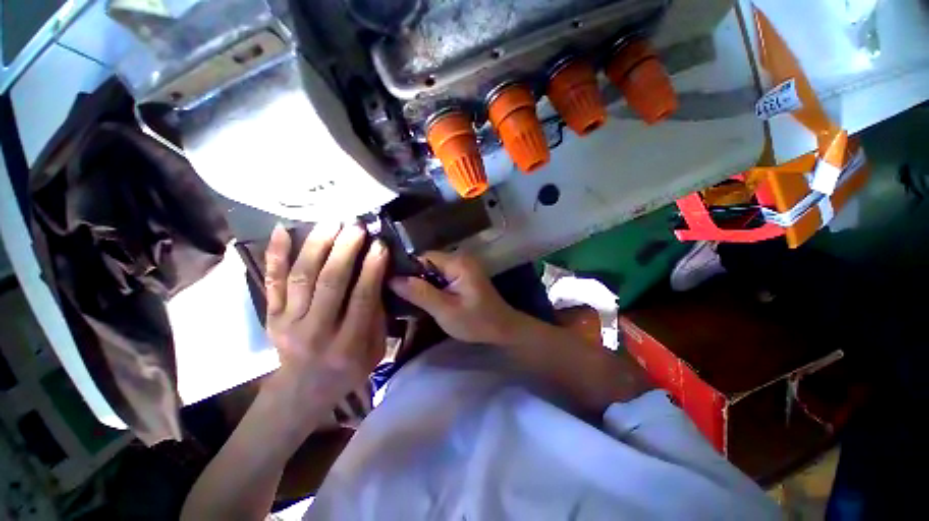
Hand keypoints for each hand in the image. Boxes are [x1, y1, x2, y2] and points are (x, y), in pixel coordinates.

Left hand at [263, 222, 387, 420]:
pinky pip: (271, 281)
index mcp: (348, 344)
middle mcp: (316, 331)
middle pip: (330, 283)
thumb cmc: (348, 369)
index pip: (362, 298)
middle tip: (355, 226)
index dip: (372, 269)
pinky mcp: (270, 316)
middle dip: (345, 250)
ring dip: (317, 245)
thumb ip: (379, 315)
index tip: (379, 244)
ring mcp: (288, 322)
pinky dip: (276, 255)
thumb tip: (379, 275)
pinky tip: (282, 230)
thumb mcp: (376, 349)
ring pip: (301, 277)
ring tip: (331, 222)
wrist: (302, 391)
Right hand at [389, 251, 525, 344]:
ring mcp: (462, 266)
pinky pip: (440, 275)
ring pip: (432, 269)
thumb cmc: (476, 321)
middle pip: (427, 262)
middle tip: (395, 294)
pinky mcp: (462, 275)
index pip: (422, 256)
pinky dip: (430, 285)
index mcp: (457, 262)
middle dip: (412, 277)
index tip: (390, 284)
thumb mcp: (446, 310)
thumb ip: (420, 293)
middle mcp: (460, 258)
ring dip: (420, 282)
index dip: (406, 269)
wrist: (502, 328)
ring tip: (404, 297)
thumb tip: (393, 279)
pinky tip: (421, 297)